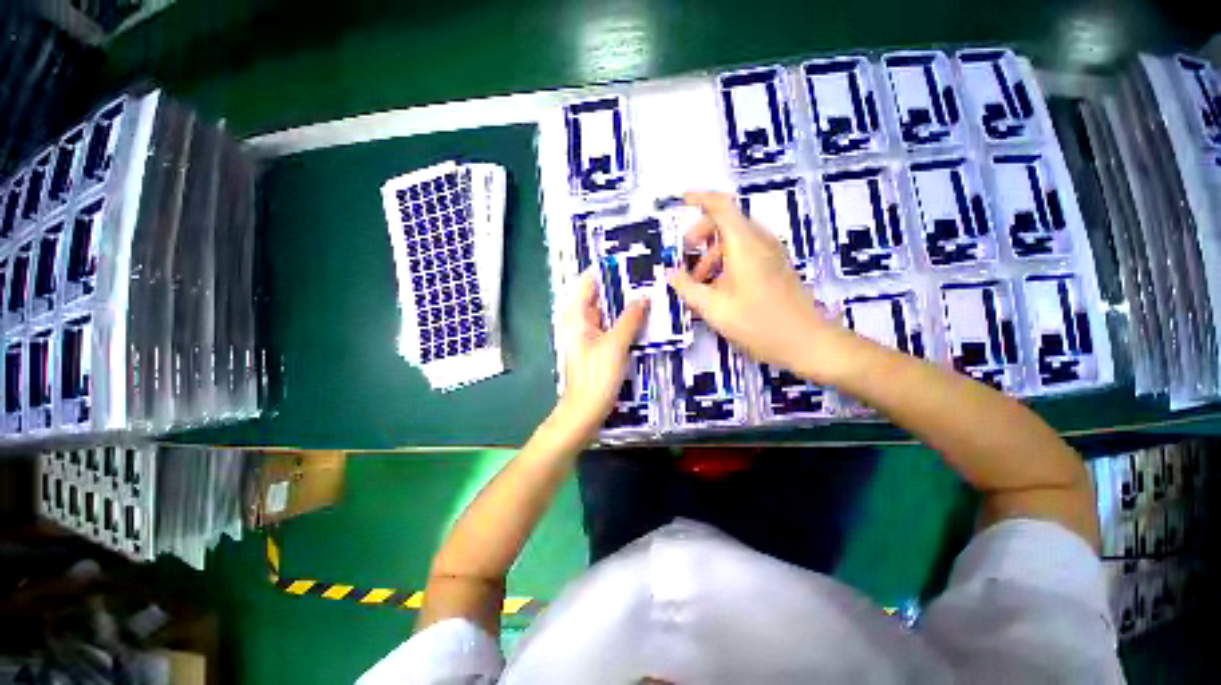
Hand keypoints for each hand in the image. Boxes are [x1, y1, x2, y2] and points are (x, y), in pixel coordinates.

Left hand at [554, 270, 649, 436]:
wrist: (584, 411)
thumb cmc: (595, 377)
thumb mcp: (615, 345)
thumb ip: (630, 319)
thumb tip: (643, 297)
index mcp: (576, 316)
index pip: (589, 282)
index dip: (607, 270)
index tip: (630, 262)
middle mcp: (580, 321)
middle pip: (600, 296)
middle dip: (621, 287)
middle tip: (647, 277)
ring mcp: (589, 335)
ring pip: (608, 312)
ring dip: (625, 304)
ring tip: (649, 293)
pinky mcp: (597, 347)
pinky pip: (612, 327)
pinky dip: (625, 321)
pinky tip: (642, 319)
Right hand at [667, 191, 844, 382]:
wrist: (807, 343)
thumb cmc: (758, 323)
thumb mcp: (714, 308)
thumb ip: (687, 288)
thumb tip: (670, 273)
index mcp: (745, 244)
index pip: (721, 206)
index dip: (699, 199)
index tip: (680, 201)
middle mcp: (760, 241)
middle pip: (726, 222)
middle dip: (700, 236)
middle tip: (685, 258)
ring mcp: (771, 254)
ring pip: (735, 240)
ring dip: (711, 254)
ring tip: (699, 283)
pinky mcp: (775, 267)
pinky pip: (745, 253)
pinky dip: (726, 262)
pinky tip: (718, 289)